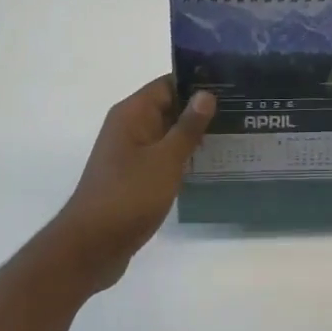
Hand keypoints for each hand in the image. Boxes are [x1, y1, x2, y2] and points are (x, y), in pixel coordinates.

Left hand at [46, 77, 214, 290]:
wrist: (90, 248)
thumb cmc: (128, 196)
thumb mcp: (165, 159)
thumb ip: (187, 126)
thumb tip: (206, 93)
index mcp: (132, 113)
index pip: (169, 84)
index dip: (198, 82)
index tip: (231, 86)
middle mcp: (129, 127)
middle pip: (169, 107)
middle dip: (201, 110)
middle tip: (241, 112)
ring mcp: (130, 154)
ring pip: (168, 134)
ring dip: (195, 136)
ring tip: (234, 135)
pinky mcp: (134, 178)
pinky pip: (163, 157)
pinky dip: (184, 158)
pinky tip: (211, 164)